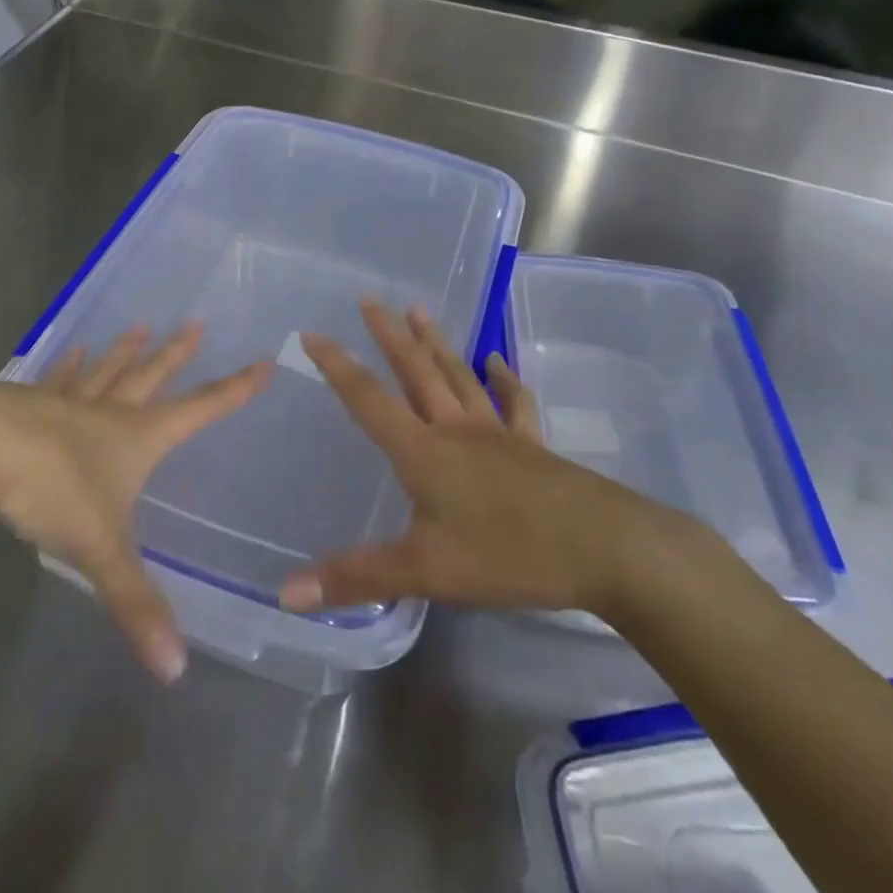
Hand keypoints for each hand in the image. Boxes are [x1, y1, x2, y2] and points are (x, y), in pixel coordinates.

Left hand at [0, 324, 268, 683]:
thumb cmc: (52, 491)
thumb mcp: (101, 550)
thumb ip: (136, 605)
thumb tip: (175, 671)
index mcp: (137, 437)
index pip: (200, 410)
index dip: (234, 390)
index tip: (262, 362)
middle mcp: (108, 411)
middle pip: (150, 377)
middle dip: (175, 355)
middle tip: (196, 325)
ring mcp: (66, 401)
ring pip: (106, 371)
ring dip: (125, 351)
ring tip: (140, 327)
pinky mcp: (26, 403)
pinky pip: (57, 379)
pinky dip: (69, 365)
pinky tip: (73, 351)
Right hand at [277, 300, 676, 620]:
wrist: (604, 548)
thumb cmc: (507, 554)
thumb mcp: (425, 571)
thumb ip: (357, 577)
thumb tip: (287, 592)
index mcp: (423, 451)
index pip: (368, 399)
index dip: (337, 366)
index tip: (313, 333)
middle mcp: (456, 429)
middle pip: (416, 371)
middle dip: (389, 335)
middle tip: (370, 299)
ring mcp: (497, 433)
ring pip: (458, 375)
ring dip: (436, 342)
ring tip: (418, 310)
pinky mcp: (532, 445)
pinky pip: (513, 402)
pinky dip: (503, 378)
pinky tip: (496, 361)